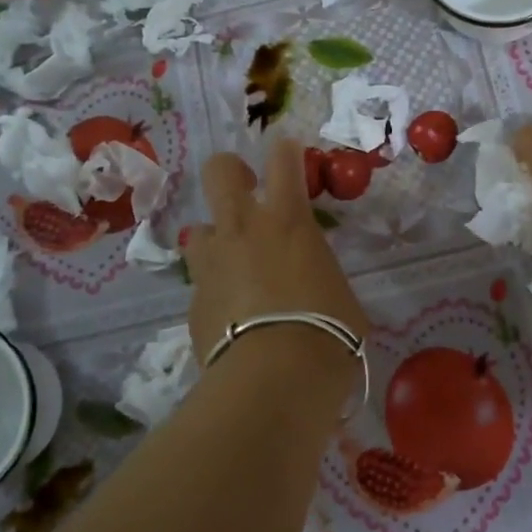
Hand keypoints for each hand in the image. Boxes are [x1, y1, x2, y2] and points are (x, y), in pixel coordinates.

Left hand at [183, 140, 368, 391]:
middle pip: (220, 171)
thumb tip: (312, 286)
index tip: (289, 155)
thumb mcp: (339, 295)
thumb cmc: (328, 332)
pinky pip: (201, 282)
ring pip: (199, 229)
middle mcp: (243, 229)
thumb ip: (319, 275)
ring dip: (216, 240)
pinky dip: (215, 290)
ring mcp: (211, 263)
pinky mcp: (192, 301)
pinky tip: (231, 316)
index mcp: (288, 220)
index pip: (283, 159)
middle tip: (247, 191)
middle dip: (232, 172)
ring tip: (234, 265)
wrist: (275, 380)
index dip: (286, 151)